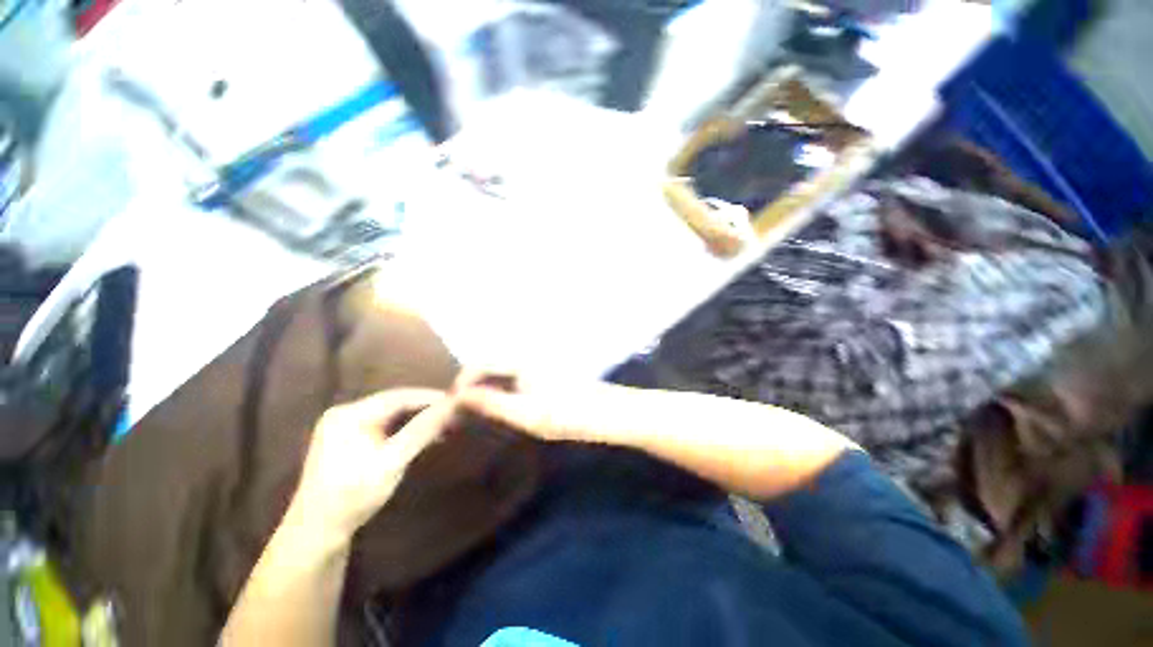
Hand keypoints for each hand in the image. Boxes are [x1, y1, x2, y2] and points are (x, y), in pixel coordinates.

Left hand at [288, 389, 453, 542]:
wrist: (317, 534)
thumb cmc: (353, 495)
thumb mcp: (392, 461)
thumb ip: (422, 430)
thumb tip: (453, 405)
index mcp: (350, 414)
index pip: (399, 396)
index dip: (430, 397)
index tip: (458, 401)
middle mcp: (345, 414)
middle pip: (395, 403)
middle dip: (425, 409)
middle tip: (453, 415)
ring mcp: (344, 428)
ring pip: (391, 415)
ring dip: (417, 420)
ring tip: (443, 426)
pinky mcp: (347, 441)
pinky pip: (383, 427)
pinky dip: (404, 430)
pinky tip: (421, 437)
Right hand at [451, 370, 647, 444]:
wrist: (609, 412)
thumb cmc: (569, 414)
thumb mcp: (527, 414)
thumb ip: (493, 403)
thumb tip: (460, 395)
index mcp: (520, 362)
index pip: (479, 365)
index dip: (461, 384)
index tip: (450, 407)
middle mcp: (528, 356)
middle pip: (490, 366)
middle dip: (472, 385)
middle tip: (462, 412)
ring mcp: (540, 364)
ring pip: (504, 371)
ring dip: (488, 387)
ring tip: (479, 411)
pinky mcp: (549, 373)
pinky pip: (518, 377)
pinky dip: (505, 389)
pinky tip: (506, 406)